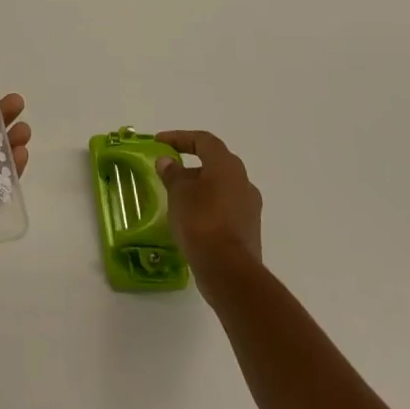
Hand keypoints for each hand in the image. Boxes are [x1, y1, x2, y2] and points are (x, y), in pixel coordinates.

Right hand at [155, 129, 262, 273]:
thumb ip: (172, 173)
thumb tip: (168, 162)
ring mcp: (249, 207)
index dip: (179, 138)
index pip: (203, 140)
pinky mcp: (249, 230)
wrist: (229, 271)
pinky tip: (191, 219)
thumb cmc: (200, 221)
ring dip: (200, 187)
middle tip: (169, 171)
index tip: (159, 142)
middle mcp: (243, 181)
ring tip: (177, 197)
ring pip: (222, 187)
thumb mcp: (178, 192)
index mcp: (227, 165)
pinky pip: (225, 208)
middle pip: (215, 163)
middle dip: (191, 164)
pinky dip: (208, 207)